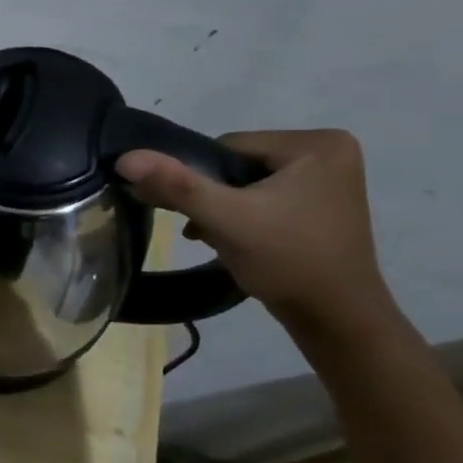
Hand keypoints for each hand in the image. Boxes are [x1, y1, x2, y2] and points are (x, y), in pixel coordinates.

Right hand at [116, 129, 395, 330]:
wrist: (336, 320)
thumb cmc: (287, 262)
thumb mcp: (225, 219)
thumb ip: (176, 185)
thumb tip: (126, 157)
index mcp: (317, 143)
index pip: (229, 146)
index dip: (203, 179)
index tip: (203, 214)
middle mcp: (330, 150)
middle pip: (239, 163)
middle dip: (215, 196)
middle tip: (208, 230)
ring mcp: (330, 178)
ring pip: (248, 182)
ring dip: (225, 208)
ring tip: (222, 238)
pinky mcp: (323, 203)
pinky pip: (266, 197)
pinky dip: (245, 216)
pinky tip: (237, 241)